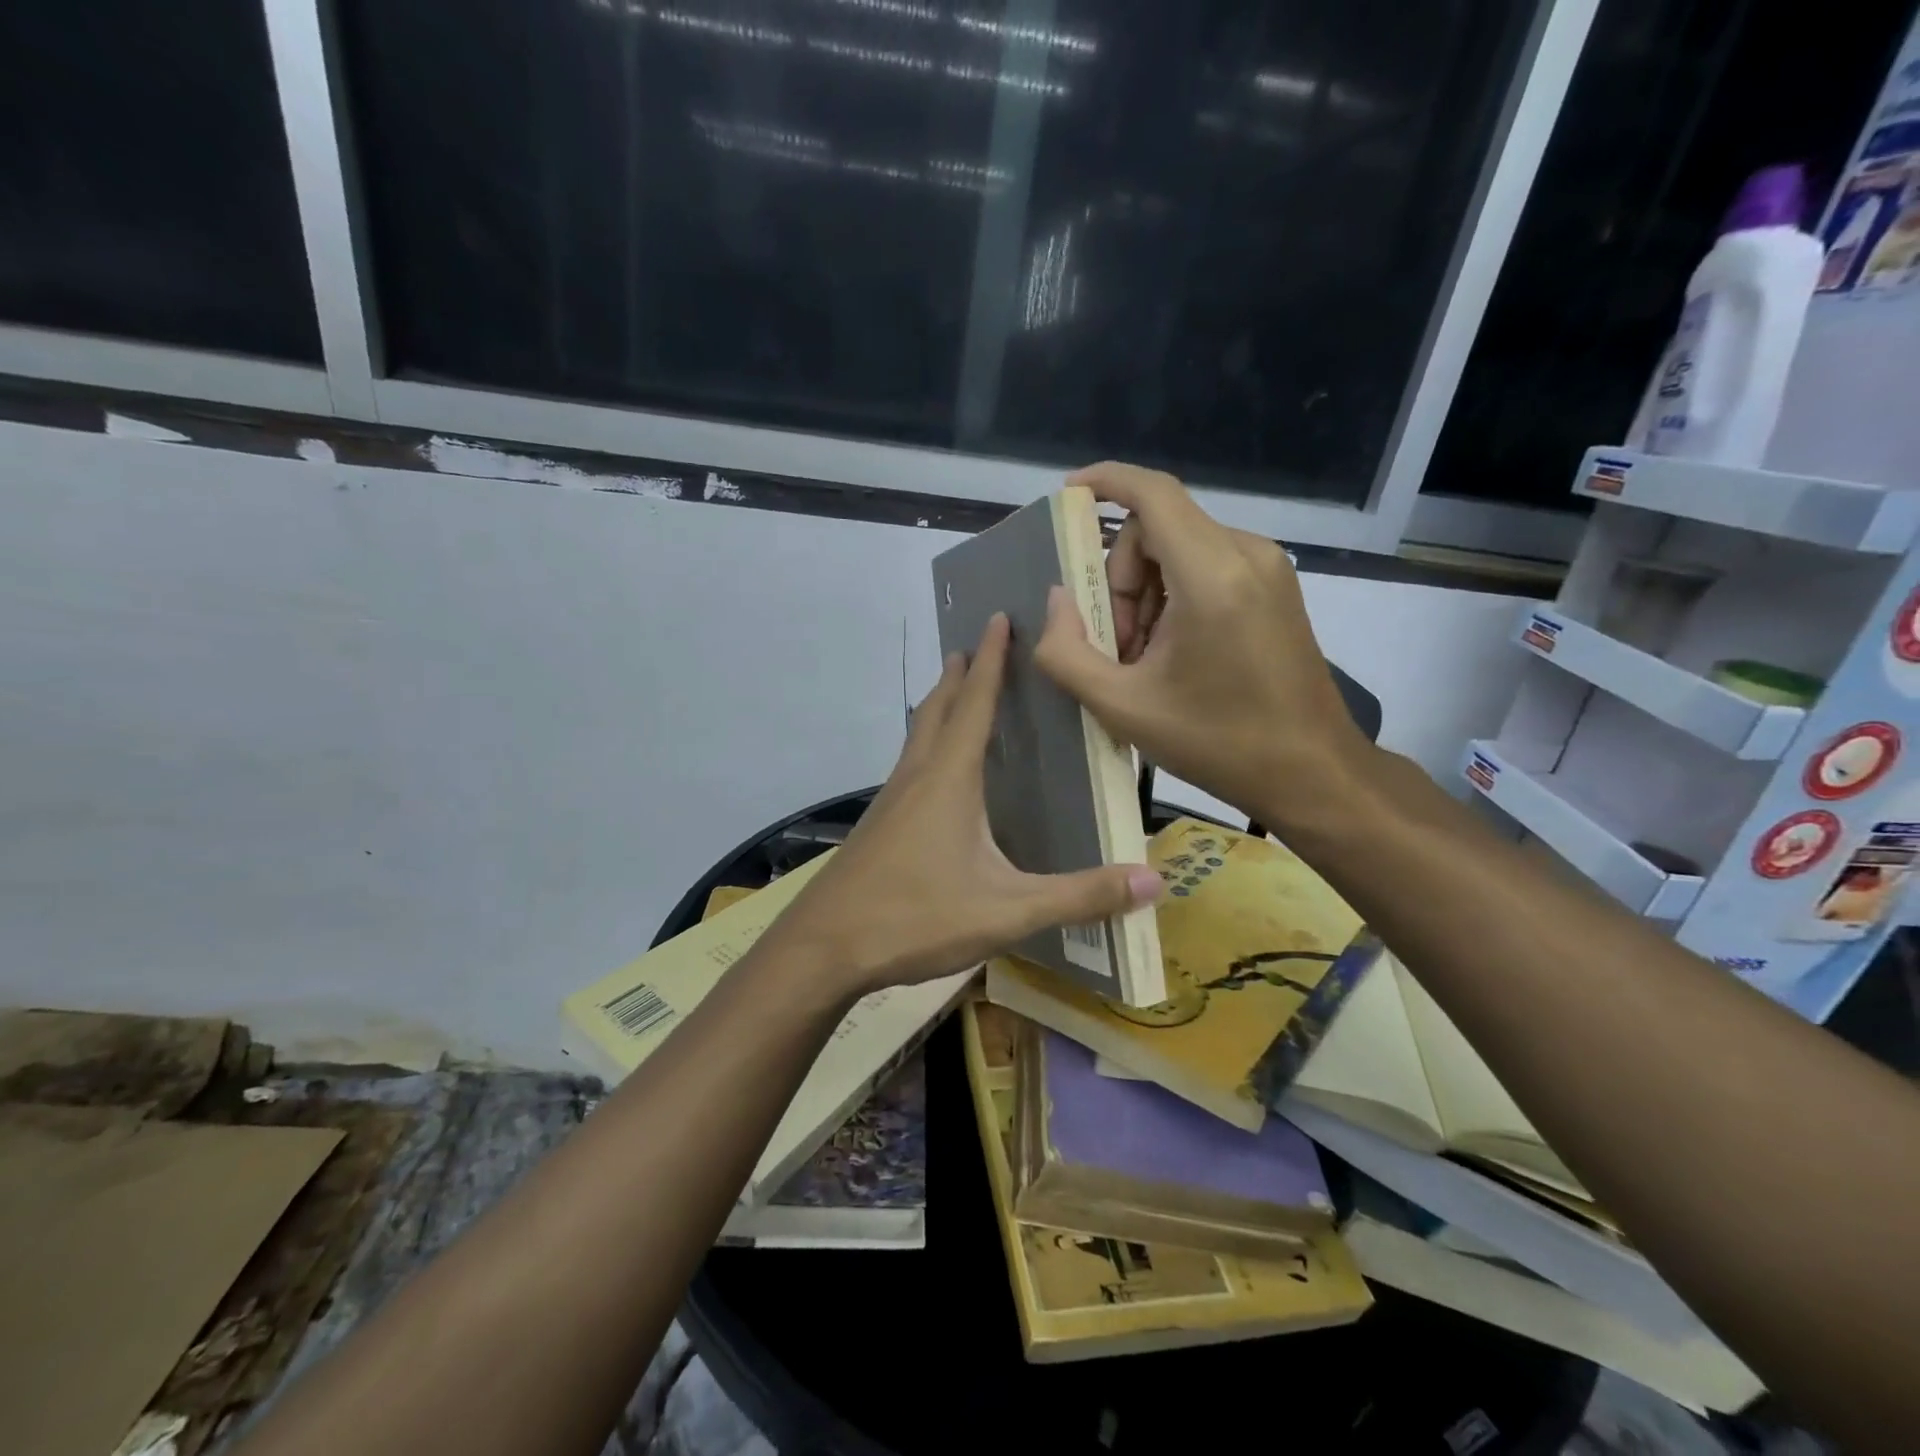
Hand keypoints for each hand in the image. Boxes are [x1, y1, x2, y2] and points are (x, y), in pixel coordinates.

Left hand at [774, 613, 1162, 996]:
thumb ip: (1079, 897)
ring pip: (918, 736)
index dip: (992, 660)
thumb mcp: (1007, 911)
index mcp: (949, 779)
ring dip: (940, 706)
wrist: (824, 946)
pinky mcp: (878, 825)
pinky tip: (937, 775)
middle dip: (961, 674)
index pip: (975, 703)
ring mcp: (891, 800)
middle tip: (978, 644)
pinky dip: (928, 745)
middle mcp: (917, 777)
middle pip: (938, 709)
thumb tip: (1153, 885)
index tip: (998, 617)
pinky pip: (910, 766)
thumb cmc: (916, 917)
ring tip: (958, 692)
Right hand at [1033, 461, 1375, 829]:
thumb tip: (1056, 600)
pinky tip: (1173, 653)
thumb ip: (1067, 653)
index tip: (1068, 497)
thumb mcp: (1122, 707)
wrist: (1312, 773)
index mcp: (1212, 576)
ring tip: (1144, 659)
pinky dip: (1175, 597)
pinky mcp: (1276, 587)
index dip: (1105, 482)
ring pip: (1181, 548)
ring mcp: (1268, 569)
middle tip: (1116, 645)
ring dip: (1146, 593)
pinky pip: (1207, 566)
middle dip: (1120, 578)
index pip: (1153, 494)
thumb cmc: (1218, 742)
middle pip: (1158, 528)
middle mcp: (1246, 554)